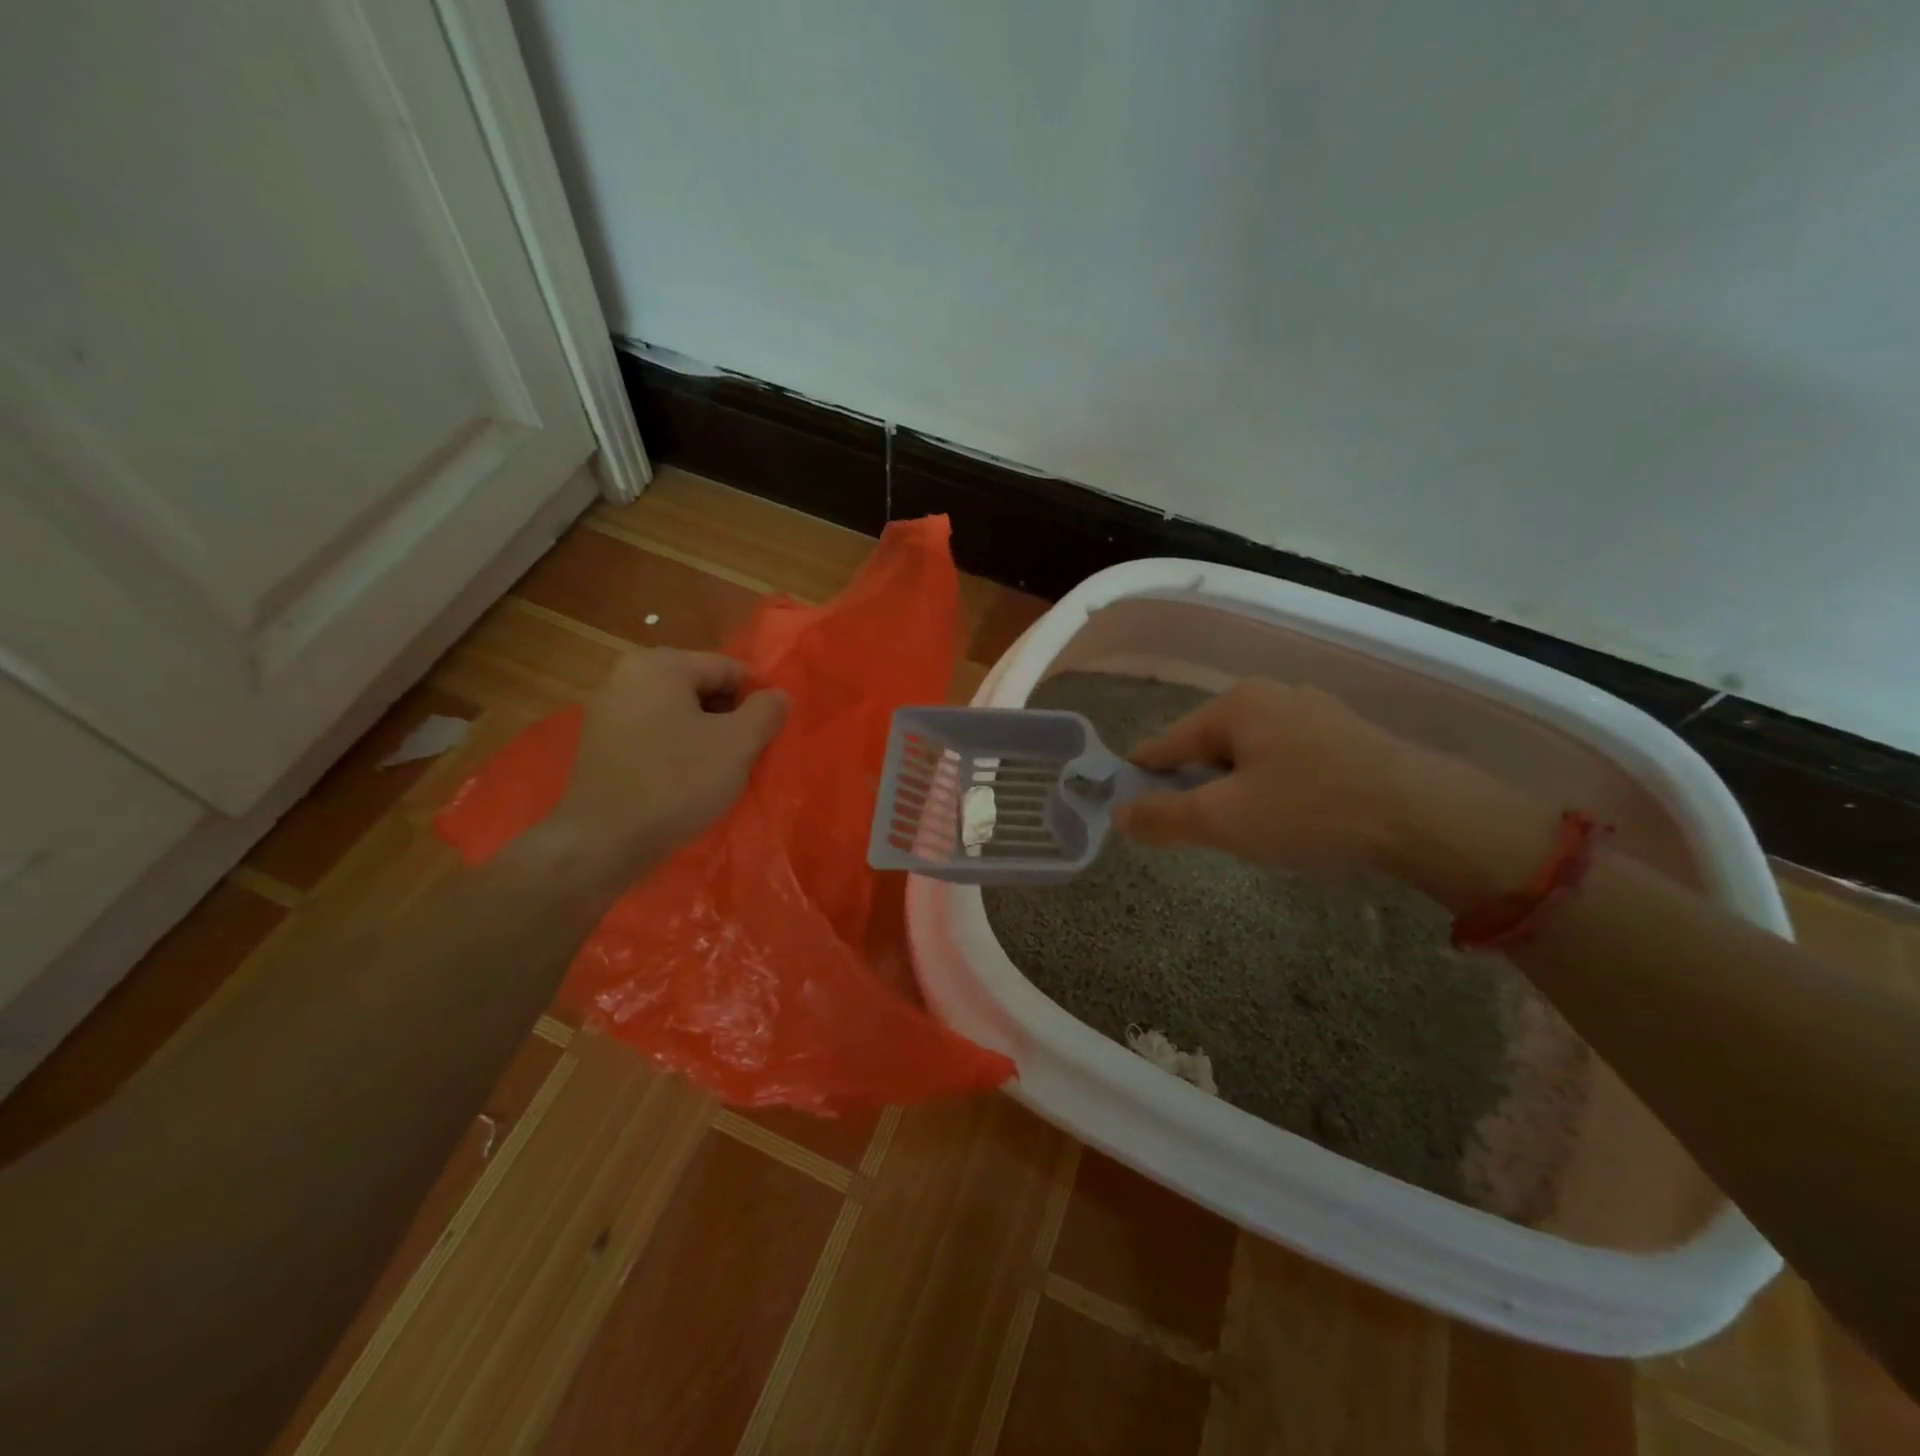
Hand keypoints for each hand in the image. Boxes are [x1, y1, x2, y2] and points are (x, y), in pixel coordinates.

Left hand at [539, 649, 786, 894]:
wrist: (602, 843)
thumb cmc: (676, 783)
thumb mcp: (738, 745)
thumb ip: (767, 711)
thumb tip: (778, 696)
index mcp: (661, 664)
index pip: (730, 670)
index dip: (755, 703)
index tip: (763, 740)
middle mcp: (628, 675)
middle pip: (702, 689)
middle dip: (728, 720)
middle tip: (741, 760)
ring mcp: (608, 709)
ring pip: (679, 715)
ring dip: (704, 738)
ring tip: (714, 775)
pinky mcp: (600, 743)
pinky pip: (654, 735)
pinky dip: (675, 752)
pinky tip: (683, 784)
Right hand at [1114, 679, 1549, 904]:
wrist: (1425, 816)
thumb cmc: (1309, 810)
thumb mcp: (1222, 819)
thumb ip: (1162, 817)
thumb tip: (1117, 815)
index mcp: (1234, 705)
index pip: (1165, 743)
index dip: (1143, 779)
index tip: (1133, 811)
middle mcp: (1271, 695)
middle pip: (1207, 746)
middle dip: (1197, 787)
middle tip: (1204, 831)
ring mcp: (1314, 711)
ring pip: (1248, 753)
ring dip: (1235, 788)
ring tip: (1248, 828)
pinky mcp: (1346, 734)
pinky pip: (1286, 757)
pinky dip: (1273, 784)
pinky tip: (1291, 815)